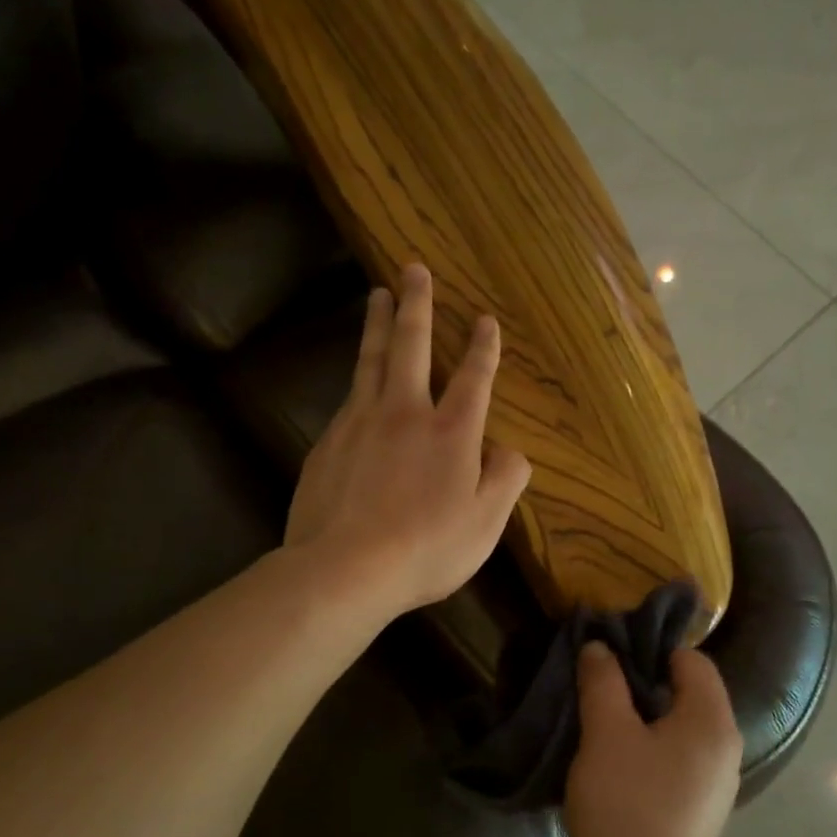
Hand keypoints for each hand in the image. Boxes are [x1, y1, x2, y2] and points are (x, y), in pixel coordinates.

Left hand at [285, 264, 532, 621]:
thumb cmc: (426, 548)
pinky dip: (357, 378)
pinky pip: (347, 398)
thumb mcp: (486, 523)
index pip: (474, 377)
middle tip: (413, 269)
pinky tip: (357, 379)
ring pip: (371, 360)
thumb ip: (505, 480)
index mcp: (452, 432)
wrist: (344, 568)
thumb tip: (509, 450)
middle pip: (411, 346)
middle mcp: (405, 413)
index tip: (485, 319)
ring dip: (378, 324)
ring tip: (378, 294)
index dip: (483, 347)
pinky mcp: (327, 442)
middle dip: (417, 305)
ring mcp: (360, 423)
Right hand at [566, 642, 742, 836]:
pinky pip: (670, 766)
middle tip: (595, 685)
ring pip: (674, 733)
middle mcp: (723, 751)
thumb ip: (603, 681)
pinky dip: (642, 756)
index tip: (609, 654)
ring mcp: (711, 789)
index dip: (651, 649)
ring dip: (637, 722)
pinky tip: (607, 767)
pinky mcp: (692, 817)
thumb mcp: (606, 732)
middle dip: (639, 685)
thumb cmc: (626, 804)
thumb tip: (600, 647)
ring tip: (594, 723)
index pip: (692, 660)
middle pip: (685, 695)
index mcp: (713, 723)